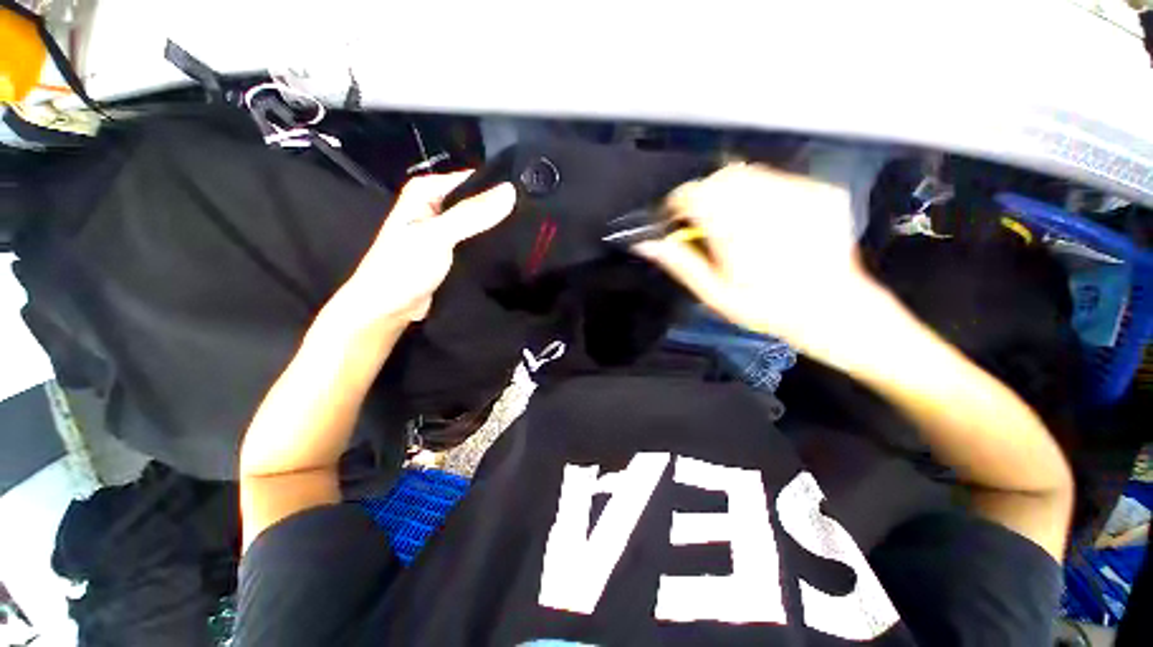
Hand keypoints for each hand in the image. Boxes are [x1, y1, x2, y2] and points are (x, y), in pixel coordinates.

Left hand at [343, 171, 515, 322]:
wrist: (388, 308)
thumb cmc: (404, 268)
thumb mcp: (437, 236)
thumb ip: (472, 214)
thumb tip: (511, 191)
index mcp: (428, 191)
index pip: (473, 179)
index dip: (500, 187)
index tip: (531, 197)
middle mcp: (438, 205)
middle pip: (478, 201)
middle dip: (503, 210)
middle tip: (535, 220)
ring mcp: (447, 229)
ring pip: (480, 223)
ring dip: (499, 229)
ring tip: (531, 234)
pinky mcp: (454, 250)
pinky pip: (478, 241)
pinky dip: (492, 244)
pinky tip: (513, 249)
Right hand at [634, 163, 870, 349]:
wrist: (832, 309)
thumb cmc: (765, 308)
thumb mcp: (713, 293)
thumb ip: (680, 263)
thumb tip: (646, 244)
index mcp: (735, 230)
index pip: (693, 194)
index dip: (678, 203)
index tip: (677, 218)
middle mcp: (767, 204)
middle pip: (720, 176)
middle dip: (706, 196)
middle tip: (708, 223)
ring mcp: (798, 194)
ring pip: (749, 173)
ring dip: (734, 193)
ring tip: (739, 223)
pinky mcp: (820, 192)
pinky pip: (779, 179)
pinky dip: (764, 193)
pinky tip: (770, 221)